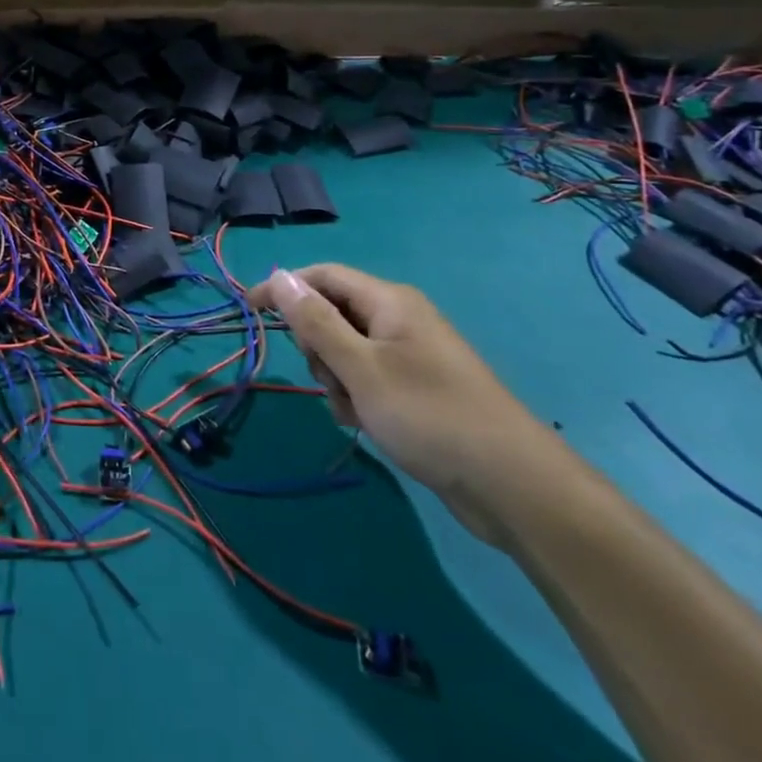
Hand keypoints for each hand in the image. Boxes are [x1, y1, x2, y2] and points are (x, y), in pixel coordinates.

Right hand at [248, 264, 575, 547]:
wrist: (511, 485)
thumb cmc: (429, 415)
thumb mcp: (361, 367)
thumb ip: (315, 321)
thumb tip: (279, 276)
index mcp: (389, 302)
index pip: (322, 276)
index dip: (283, 289)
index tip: (249, 312)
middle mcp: (399, 319)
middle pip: (332, 313)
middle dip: (317, 345)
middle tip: (327, 377)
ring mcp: (410, 355)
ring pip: (346, 351)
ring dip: (335, 378)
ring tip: (353, 409)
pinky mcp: (416, 388)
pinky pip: (367, 378)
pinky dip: (356, 396)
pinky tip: (365, 423)